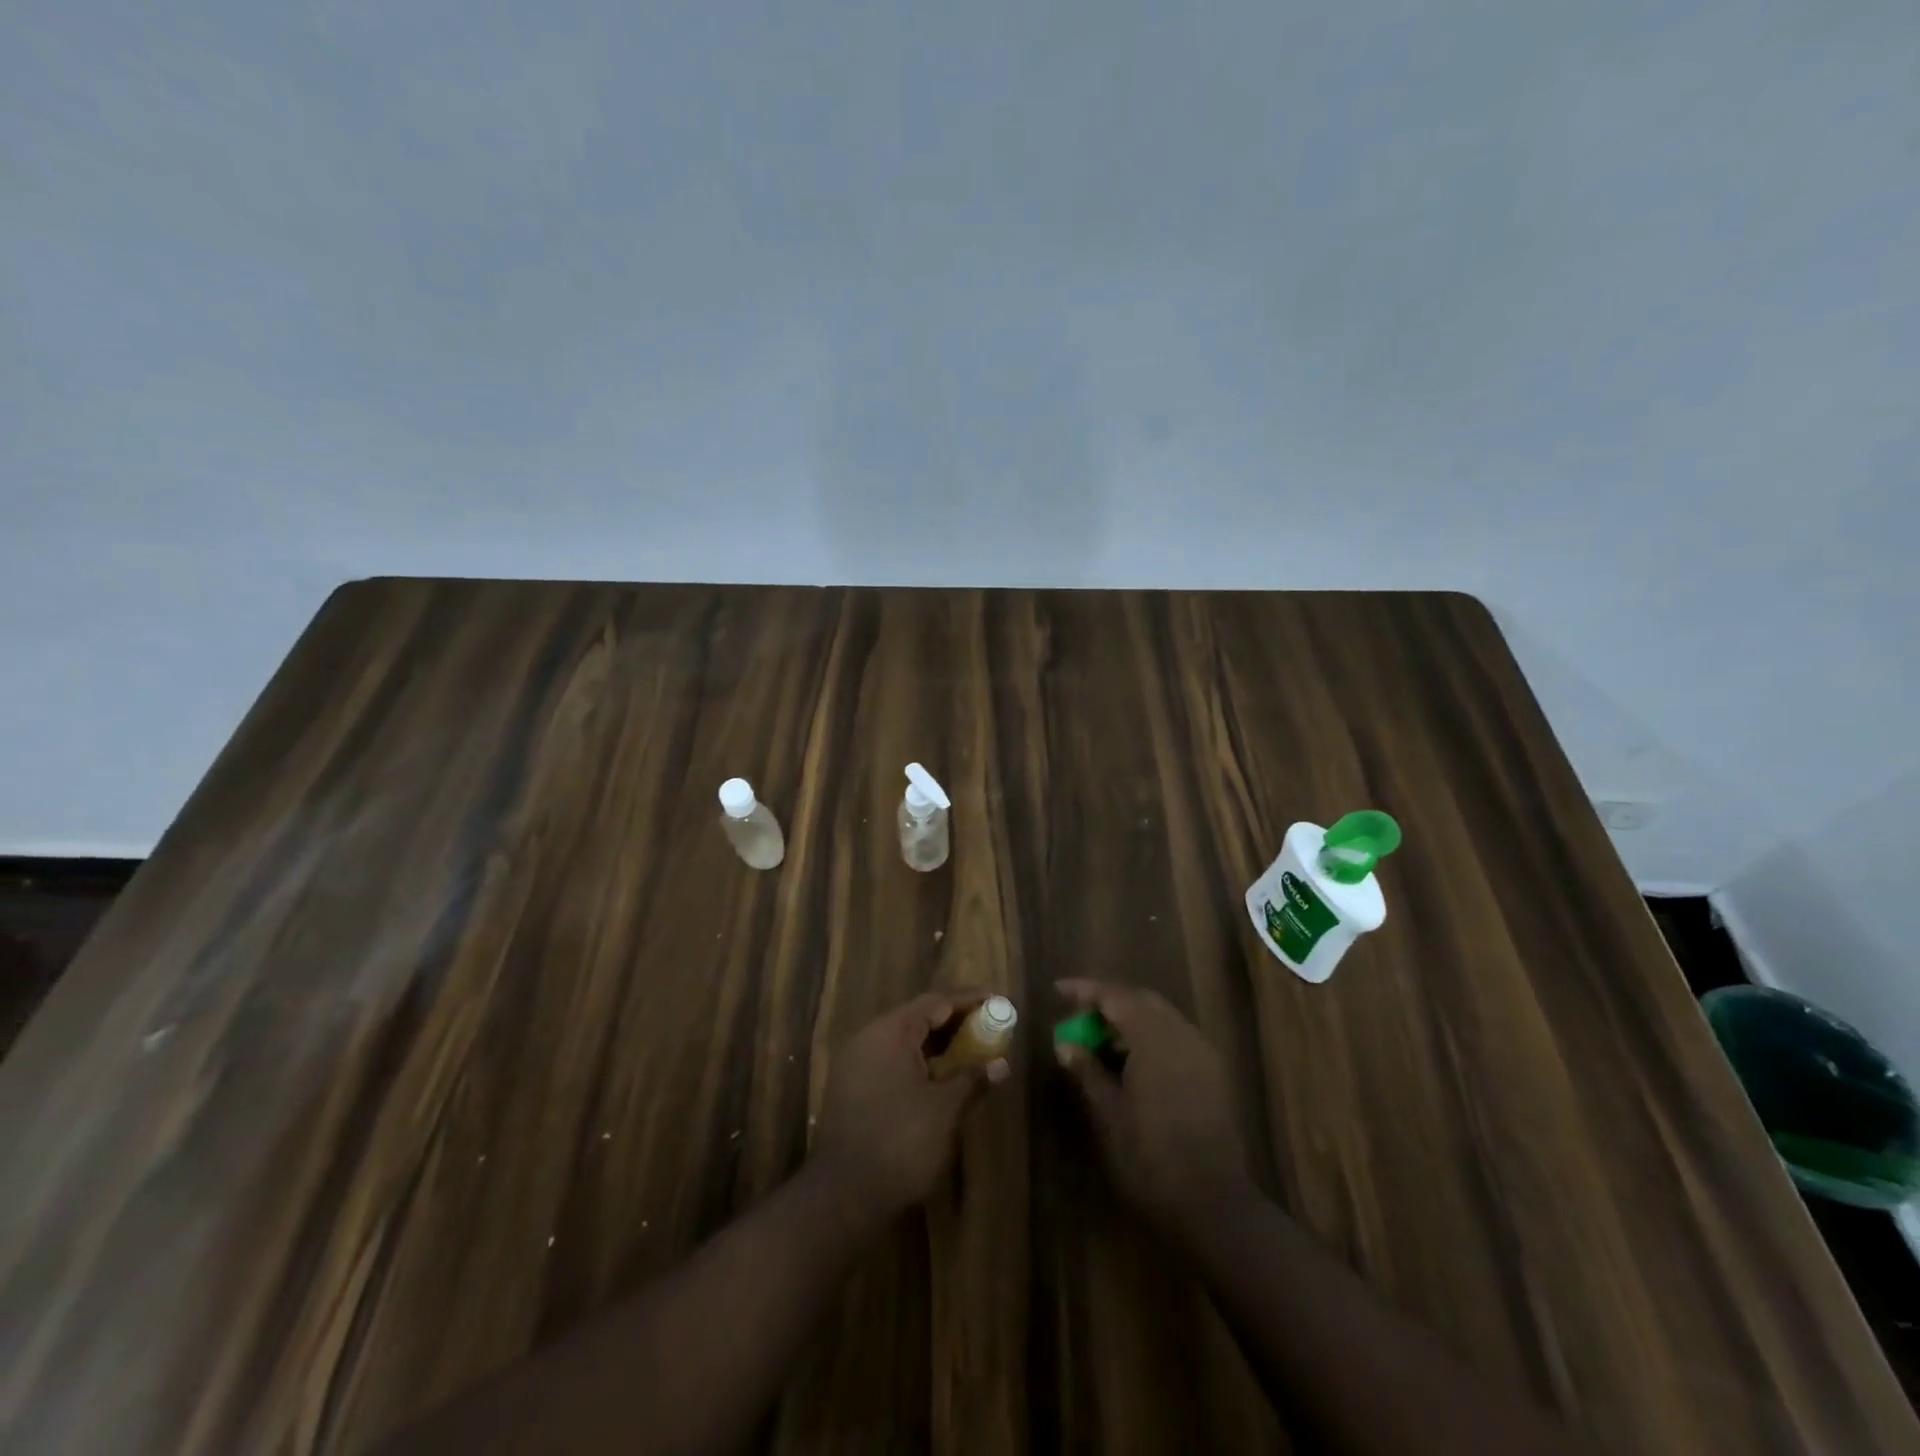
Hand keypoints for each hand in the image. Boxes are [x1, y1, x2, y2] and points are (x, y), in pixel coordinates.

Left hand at [811, 991, 1010, 1224]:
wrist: (843, 1196)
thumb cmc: (900, 1142)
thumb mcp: (945, 1110)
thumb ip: (973, 1079)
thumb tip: (1001, 1064)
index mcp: (890, 1032)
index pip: (936, 1002)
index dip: (969, 1001)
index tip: (998, 1001)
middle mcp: (869, 1038)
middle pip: (919, 1017)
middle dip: (956, 1022)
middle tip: (990, 1028)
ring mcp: (857, 1063)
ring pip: (905, 1041)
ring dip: (939, 1044)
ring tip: (973, 1052)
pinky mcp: (853, 1088)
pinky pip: (893, 1060)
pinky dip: (921, 1063)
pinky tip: (942, 1078)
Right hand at [1055, 979, 1255, 1239]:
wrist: (1214, 1204)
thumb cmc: (1151, 1157)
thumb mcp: (1108, 1113)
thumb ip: (1087, 1070)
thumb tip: (1065, 1043)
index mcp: (1154, 1038)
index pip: (1116, 995)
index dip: (1085, 990)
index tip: (1058, 991)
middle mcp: (1182, 1035)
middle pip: (1141, 1000)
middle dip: (1109, 1002)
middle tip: (1078, 1016)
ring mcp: (1203, 1054)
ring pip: (1161, 1018)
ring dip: (1130, 1020)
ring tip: (1100, 1040)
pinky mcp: (1213, 1074)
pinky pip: (1176, 1038)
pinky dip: (1150, 1038)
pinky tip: (1132, 1061)